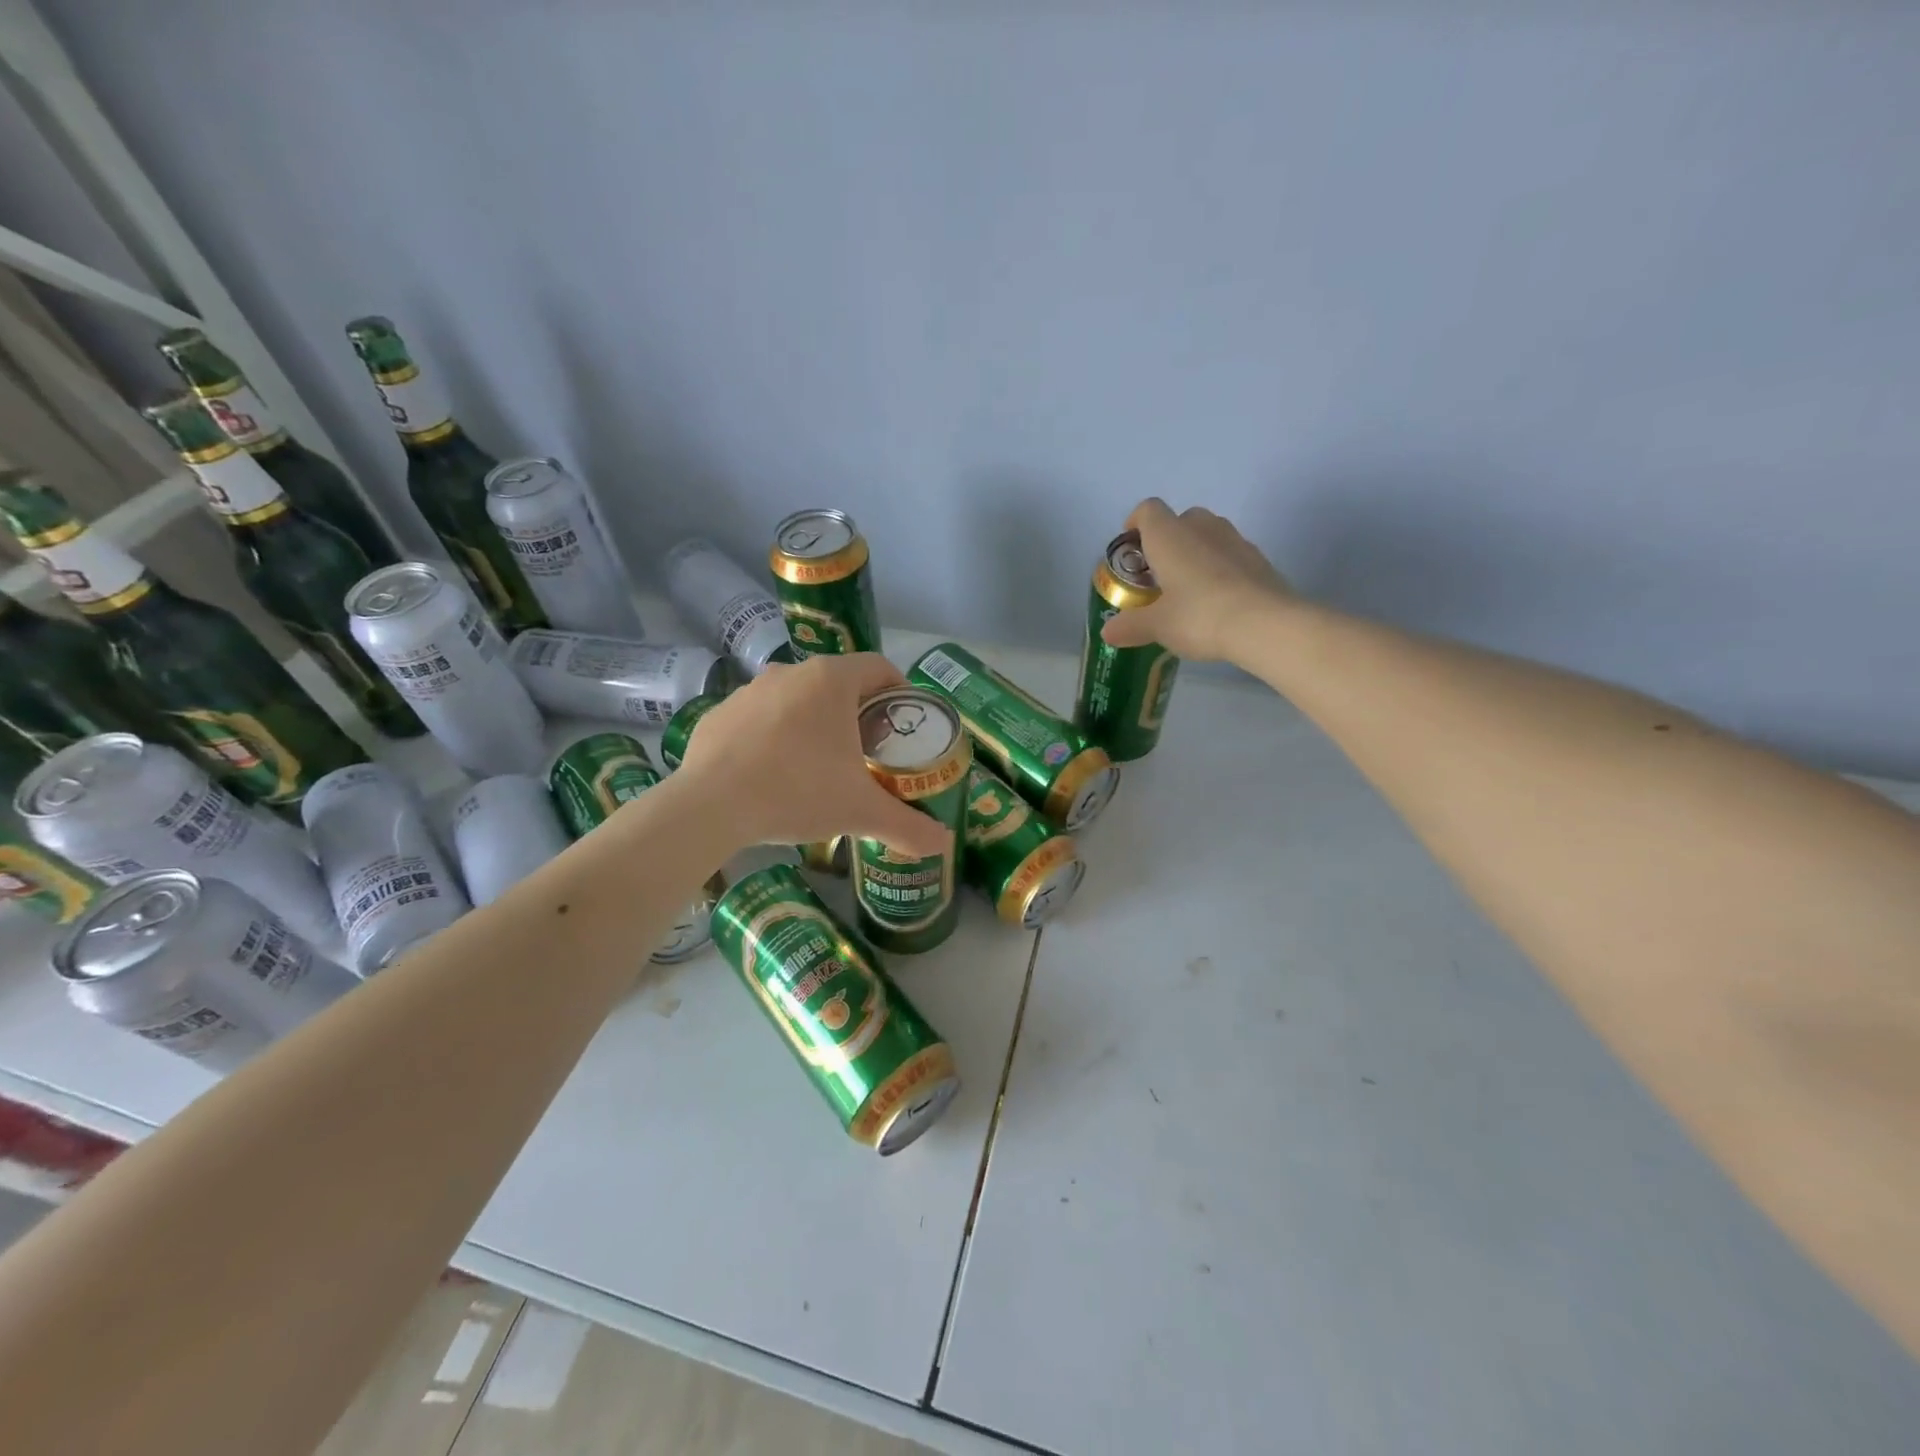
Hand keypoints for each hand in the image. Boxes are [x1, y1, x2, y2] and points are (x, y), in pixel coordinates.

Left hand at [675, 653, 950, 856]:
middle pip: (838, 683)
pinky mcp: (718, 714)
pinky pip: (758, 719)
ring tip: (819, 766)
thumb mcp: (861, 812)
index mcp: (831, 680)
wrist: (710, 806)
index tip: (904, 724)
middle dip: (858, 713)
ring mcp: (749, 691)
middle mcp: (790, 673)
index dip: (899, 691)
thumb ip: (908, 826)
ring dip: (813, 723)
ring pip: (796, 699)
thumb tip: (945, 844)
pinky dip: (773, 737)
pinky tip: (772, 774)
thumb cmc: (798, 792)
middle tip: (868, 753)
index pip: (879, 668)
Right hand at [1100, 498, 1294, 662]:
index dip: (1135, 524)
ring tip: (1188, 589)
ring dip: (1195, 553)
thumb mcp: (1157, 626)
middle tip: (1159, 575)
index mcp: (1169, 536)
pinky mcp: (1259, 559)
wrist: (1265, 624)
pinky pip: (1231, 554)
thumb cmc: (1199, 615)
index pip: (1147, 510)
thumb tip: (1107, 633)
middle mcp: (1202, 527)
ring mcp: (1235, 540)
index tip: (1130, 550)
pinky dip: (1220, 568)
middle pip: (1180, 519)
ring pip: (1208, 535)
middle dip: (1167, 541)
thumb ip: (1130, 626)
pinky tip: (1218, 600)